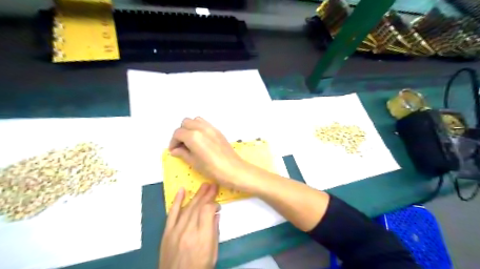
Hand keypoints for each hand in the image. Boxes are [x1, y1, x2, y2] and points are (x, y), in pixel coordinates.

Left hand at [161, 183, 221, 268]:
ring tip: (205, 185)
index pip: (207, 211)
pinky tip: (182, 190)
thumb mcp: (213, 252)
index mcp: (202, 237)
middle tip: (213, 185)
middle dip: (207, 194)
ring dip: (197, 195)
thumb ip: (214, 231)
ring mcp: (176, 230)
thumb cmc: (200, 267)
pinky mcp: (167, 232)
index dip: (214, 204)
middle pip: (198, 207)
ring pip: (187, 207)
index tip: (218, 204)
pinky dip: (177, 200)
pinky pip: (171, 213)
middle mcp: (188, 231)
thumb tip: (216, 214)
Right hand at [168, 117, 250, 188]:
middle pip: (185, 123)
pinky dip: (199, 128)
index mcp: (193, 136)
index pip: (178, 133)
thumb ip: (183, 153)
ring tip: (190, 141)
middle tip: (181, 145)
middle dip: (180, 132)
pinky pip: (205, 124)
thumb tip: (175, 150)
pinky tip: (201, 140)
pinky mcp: (218, 131)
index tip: (173, 150)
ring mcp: (211, 128)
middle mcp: (201, 128)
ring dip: (190, 128)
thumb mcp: (194, 163)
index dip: (173, 142)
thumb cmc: (212, 169)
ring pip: (196, 120)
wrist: (233, 169)